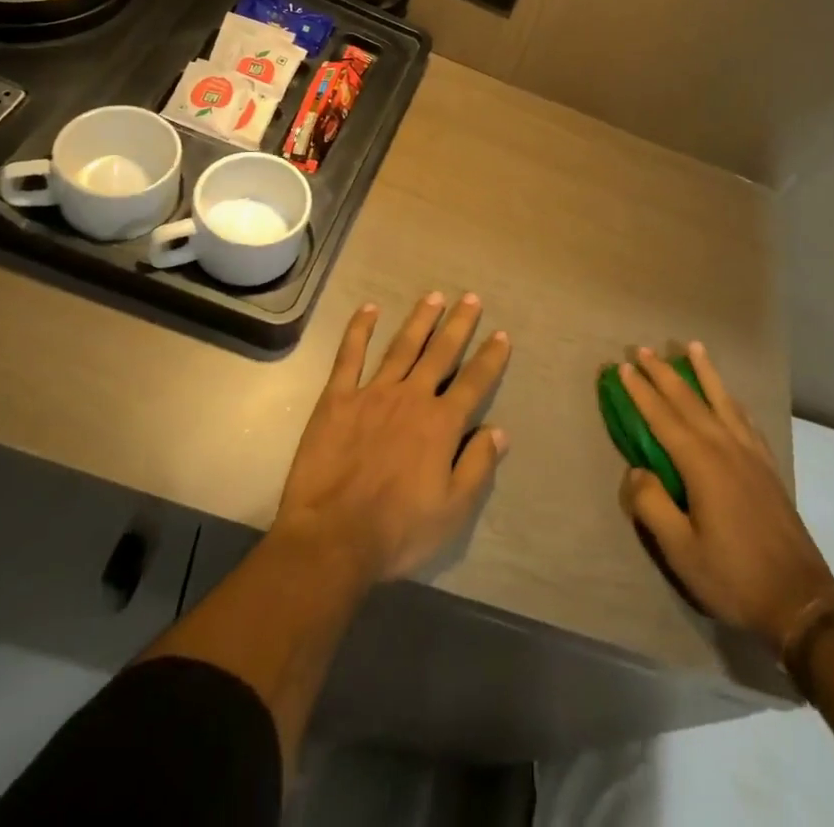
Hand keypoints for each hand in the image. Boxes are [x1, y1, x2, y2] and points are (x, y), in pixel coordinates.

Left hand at [275, 291, 512, 581]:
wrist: (332, 538)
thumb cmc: (398, 530)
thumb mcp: (453, 510)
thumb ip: (478, 466)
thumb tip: (500, 431)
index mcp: (441, 423)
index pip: (475, 382)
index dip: (491, 357)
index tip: (502, 334)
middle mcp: (412, 397)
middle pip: (441, 353)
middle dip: (459, 324)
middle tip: (471, 298)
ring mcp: (373, 393)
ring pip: (402, 346)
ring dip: (420, 320)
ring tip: (434, 296)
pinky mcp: (338, 399)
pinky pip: (350, 356)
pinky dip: (359, 330)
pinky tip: (369, 309)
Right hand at [618, 343, 833, 649]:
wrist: (799, 599)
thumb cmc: (733, 576)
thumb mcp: (681, 550)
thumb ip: (652, 505)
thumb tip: (636, 471)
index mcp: (701, 463)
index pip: (662, 417)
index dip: (641, 391)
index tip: (623, 367)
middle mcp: (725, 446)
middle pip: (689, 400)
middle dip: (664, 373)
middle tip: (643, 349)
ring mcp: (750, 453)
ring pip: (722, 400)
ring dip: (703, 372)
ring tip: (692, 347)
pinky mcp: (767, 465)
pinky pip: (745, 418)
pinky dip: (731, 399)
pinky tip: (729, 396)